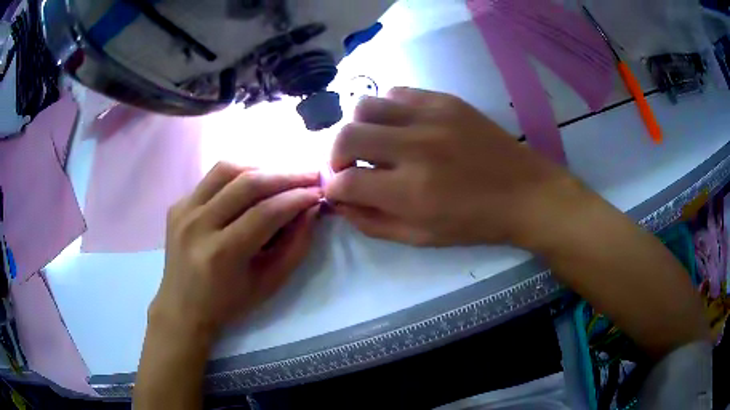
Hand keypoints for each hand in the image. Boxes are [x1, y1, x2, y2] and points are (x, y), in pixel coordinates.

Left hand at [150, 163, 321, 342]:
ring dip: (259, 168)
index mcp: (222, 254)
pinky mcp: (177, 205)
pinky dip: (235, 177)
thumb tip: (312, 208)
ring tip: (280, 177)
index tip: (319, 192)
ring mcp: (183, 212)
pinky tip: (248, 189)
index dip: (297, 197)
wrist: (182, 307)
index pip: (266, 212)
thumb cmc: (229, 303)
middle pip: (247, 183)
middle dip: (285, 175)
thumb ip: (296, 246)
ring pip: (226, 169)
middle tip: (309, 175)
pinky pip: (210, 179)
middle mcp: (198, 226)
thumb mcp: (270, 283)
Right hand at [326, 87, 576, 246]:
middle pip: (346, 136)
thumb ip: (372, 222)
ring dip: (358, 127)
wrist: (525, 192)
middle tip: (348, 166)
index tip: (338, 189)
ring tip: (373, 142)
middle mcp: (416, 148)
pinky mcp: (445, 100)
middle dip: (335, 155)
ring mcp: (431, 117)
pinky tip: (399, 126)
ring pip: (365, 105)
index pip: (345, 183)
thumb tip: (340, 202)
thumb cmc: (474, 223)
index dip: (333, 188)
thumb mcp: (420, 238)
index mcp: (411, 192)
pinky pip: (397, 93)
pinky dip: (387, 110)